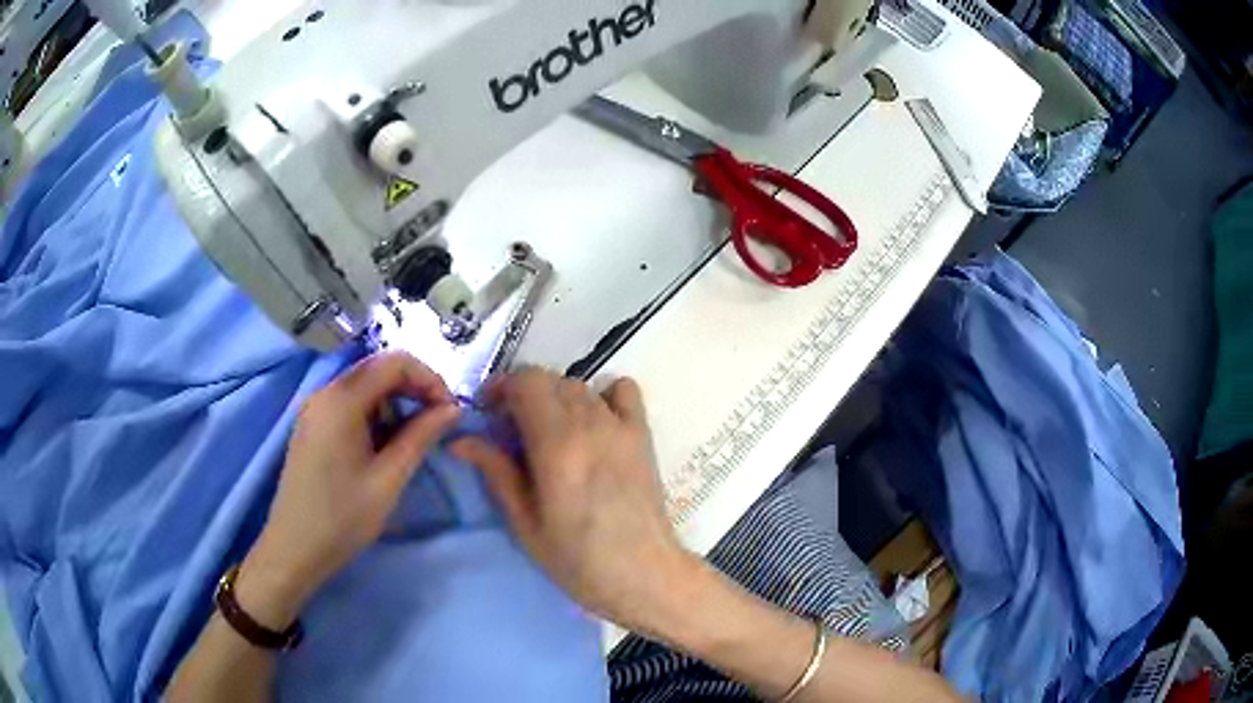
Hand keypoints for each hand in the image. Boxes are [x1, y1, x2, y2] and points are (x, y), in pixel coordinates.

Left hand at [237, 352, 460, 628]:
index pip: (394, 362)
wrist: (295, 549)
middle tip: (439, 424)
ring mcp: (316, 409)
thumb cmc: (342, 518)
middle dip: (414, 389)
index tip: (449, 411)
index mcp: (341, 400)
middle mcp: (325, 393)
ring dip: (396, 403)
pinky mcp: (313, 426)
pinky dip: (376, 415)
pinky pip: (351, 404)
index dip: (429, 378)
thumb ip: (420, 437)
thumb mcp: (388, 479)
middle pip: (378, 370)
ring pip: (365, 387)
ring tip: (415, 439)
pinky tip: (386, 446)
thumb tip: (452, 408)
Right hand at [451, 369, 698, 633]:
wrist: (643, 574)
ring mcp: (620, 425)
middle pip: (549, 379)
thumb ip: (496, 472)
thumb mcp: (525, 523)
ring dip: (556, 398)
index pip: (525, 381)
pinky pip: (622, 391)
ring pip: (580, 385)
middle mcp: (589, 423)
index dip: (501, 388)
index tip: (488, 413)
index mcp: (556, 444)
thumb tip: (460, 440)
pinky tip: (594, 424)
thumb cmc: (577, 559)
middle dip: (523, 395)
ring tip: (549, 433)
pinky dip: (603, 396)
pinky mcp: (642, 434)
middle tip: (512, 430)